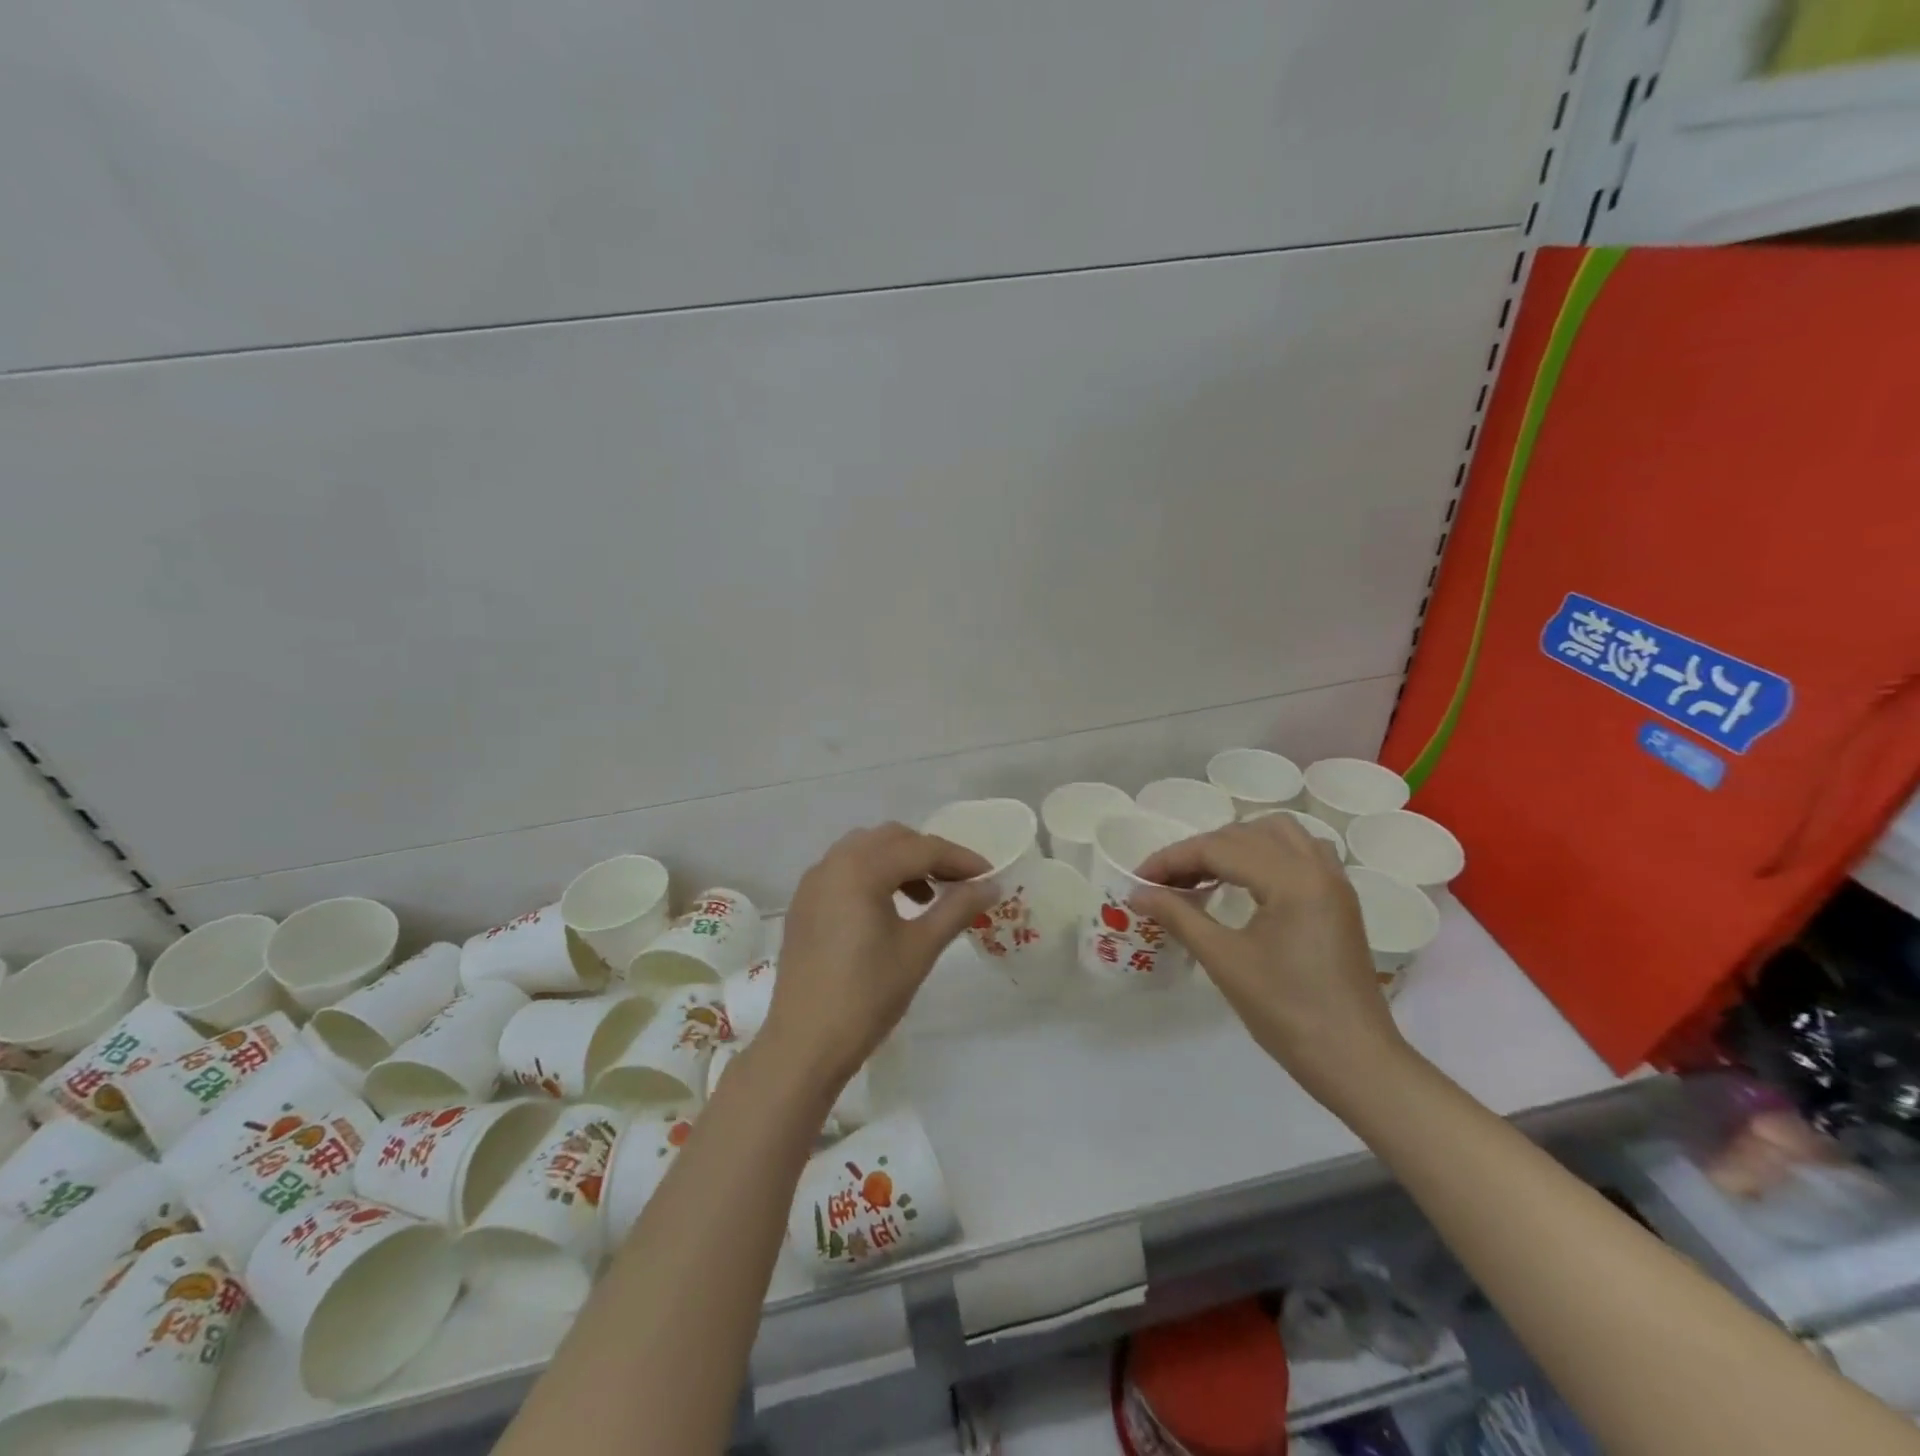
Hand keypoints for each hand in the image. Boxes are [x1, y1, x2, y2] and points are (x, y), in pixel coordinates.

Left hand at [762, 823, 995, 1089]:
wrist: (804, 1044)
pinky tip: (890, 909)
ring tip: (927, 897)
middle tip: (960, 884)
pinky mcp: (804, 904)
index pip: (921, 849)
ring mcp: (813, 883)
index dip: (960, 859)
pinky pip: (845, 871)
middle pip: (892, 839)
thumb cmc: (867, 995)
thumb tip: (992, 885)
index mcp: (860, 868)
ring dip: (901, 863)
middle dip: (930, 854)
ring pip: (866, 851)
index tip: (990, 875)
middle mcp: (833, 863)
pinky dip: (874, 876)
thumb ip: (957, 908)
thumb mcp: (919, 949)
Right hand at [1134, 816, 1409, 1100]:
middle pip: (1244, 834)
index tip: (1139, 880)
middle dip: (1199, 851)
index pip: (1218, 849)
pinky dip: (1266, 853)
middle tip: (1165, 883)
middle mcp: (1316, 867)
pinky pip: (1300, 852)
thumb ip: (1178, 916)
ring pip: (1277, 834)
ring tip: (1204, 874)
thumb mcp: (1224, 960)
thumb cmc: (1286, 1012)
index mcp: (1292, 879)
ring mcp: (1334, 882)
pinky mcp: (1339, 900)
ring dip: (1235, 844)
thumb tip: (1137, 894)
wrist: (1355, 1062)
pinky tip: (1246, 881)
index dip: (1172, 859)